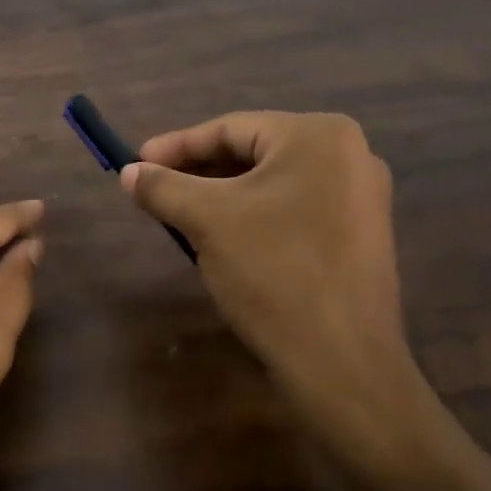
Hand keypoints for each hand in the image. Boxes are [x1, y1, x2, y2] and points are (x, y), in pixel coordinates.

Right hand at [121, 112, 427, 445]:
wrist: (341, 361)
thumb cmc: (273, 272)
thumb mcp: (207, 221)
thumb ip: (163, 187)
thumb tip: (129, 172)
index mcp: (319, 136)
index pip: (230, 129)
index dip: (176, 146)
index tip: (135, 163)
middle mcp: (350, 155)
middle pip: (253, 153)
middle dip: (198, 172)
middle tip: (154, 189)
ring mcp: (361, 197)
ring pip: (272, 184)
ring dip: (222, 196)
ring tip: (180, 214)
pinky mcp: (360, 235)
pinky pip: (294, 209)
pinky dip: (253, 216)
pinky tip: (223, 237)